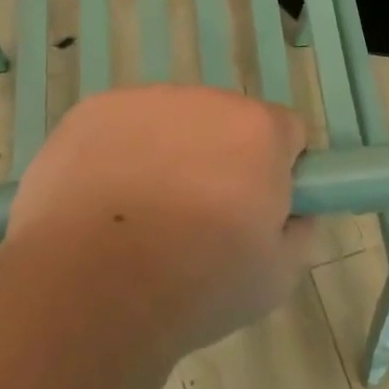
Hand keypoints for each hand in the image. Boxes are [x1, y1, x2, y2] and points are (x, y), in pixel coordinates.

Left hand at [6, 85, 312, 356]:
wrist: (88, 289)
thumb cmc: (195, 286)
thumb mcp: (277, 278)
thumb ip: (300, 233)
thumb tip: (293, 214)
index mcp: (259, 130)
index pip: (287, 132)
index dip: (278, 171)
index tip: (256, 211)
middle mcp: (205, 99)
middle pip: (226, 123)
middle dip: (221, 159)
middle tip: (196, 220)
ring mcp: (143, 101)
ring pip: (171, 124)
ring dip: (169, 154)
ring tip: (140, 217)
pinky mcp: (91, 112)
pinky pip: (121, 128)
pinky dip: (118, 155)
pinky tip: (100, 203)